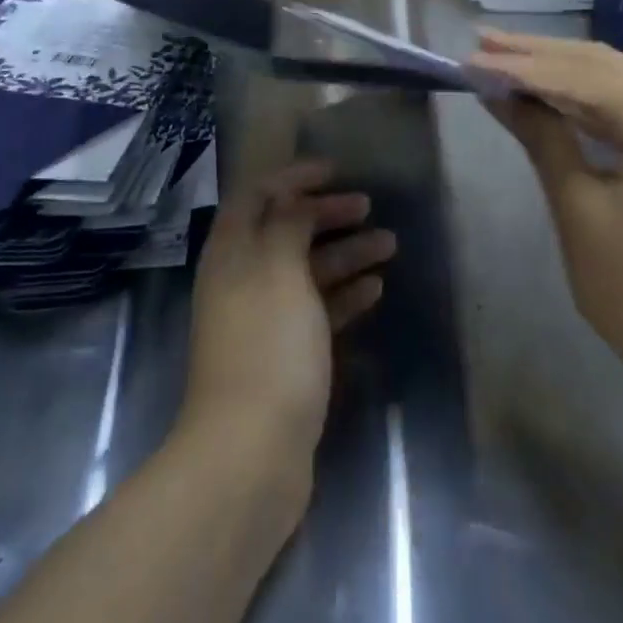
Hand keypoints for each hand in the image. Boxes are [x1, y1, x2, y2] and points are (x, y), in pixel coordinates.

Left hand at [181, 162, 395, 480]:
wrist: (251, 452)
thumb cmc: (268, 346)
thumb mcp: (278, 269)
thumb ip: (288, 224)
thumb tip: (295, 199)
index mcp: (232, 253)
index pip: (258, 196)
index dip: (294, 177)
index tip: (336, 170)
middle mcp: (242, 280)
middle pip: (284, 231)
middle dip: (325, 213)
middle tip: (369, 206)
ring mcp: (263, 321)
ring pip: (306, 271)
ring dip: (345, 253)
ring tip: (390, 245)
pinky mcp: (284, 356)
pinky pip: (316, 310)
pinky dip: (343, 294)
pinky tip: (374, 289)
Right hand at [470, 31, 622, 407]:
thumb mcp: (578, 210)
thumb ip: (542, 138)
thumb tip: (498, 91)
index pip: (586, 79)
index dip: (524, 68)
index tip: (472, 60)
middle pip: (606, 66)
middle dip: (541, 54)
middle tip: (483, 42)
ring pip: (618, 79)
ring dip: (561, 67)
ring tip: (505, 54)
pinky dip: (585, 94)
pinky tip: (549, 87)